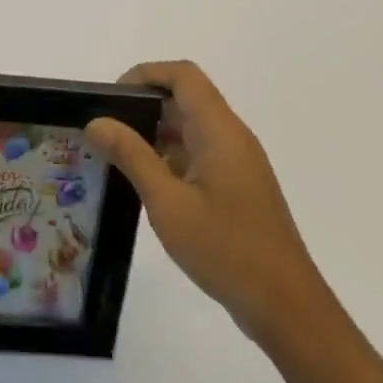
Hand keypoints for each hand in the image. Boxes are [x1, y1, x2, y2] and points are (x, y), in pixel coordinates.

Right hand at [86, 61, 325, 343]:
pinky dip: (169, 157)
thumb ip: (131, 155)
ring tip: (114, 156)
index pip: (183, 75)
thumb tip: (96, 121)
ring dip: (153, 134)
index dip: (145, 74)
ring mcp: (236, 163)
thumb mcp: (168, 203)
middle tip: (104, 130)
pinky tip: (144, 184)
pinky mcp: (236, 187)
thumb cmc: (226, 249)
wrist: (286, 308)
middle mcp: (231, 136)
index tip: (111, 98)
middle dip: (142, 106)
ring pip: (190, 128)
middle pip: (185, 98)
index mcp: (219, 130)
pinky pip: (198, 154)